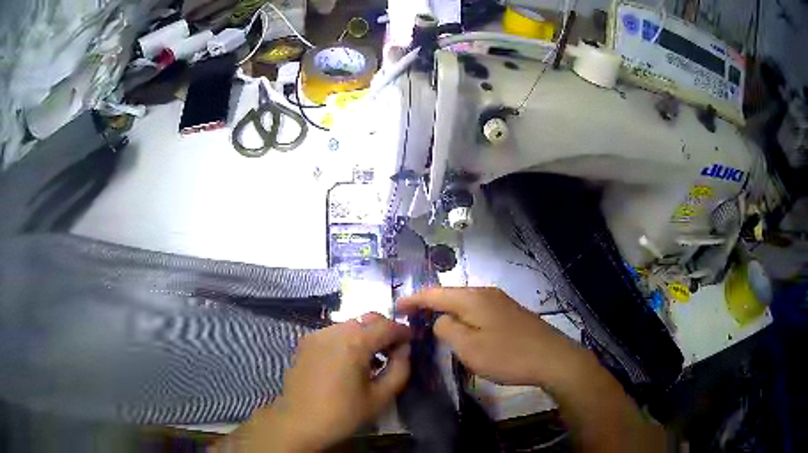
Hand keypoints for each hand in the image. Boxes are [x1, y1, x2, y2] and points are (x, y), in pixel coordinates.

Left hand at [225, 313, 411, 451]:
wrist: (299, 422)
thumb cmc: (343, 413)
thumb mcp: (380, 397)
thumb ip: (400, 369)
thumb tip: (405, 350)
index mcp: (355, 342)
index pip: (387, 326)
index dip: (404, 331)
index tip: (412, 341)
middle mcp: (334, 330)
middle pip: (367, 319)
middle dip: (385, 329)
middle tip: (393, 349)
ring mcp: (317, 334)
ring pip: (349, 324)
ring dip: (365, 334)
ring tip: (371, 358)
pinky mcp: (305, 342)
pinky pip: (333, 333)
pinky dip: (347, 339)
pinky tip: (348, 361)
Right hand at [397, 287, 592, 388]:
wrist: (552, 358)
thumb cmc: (507, 355)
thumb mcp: (469, 347)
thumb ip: (447, 329)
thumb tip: (441, 320)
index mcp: (472, 298)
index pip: (434, 293)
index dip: (413, 299)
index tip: (394, 307)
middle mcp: (485, 293)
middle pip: (449, 295)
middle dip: (428, 304)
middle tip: (410, 318)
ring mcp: (500, 301)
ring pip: (464, 302)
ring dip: (445, 311)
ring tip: (430, 323)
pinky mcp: (509, 313)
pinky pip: (477, 310)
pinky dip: (462, 317)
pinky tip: (461, 328)